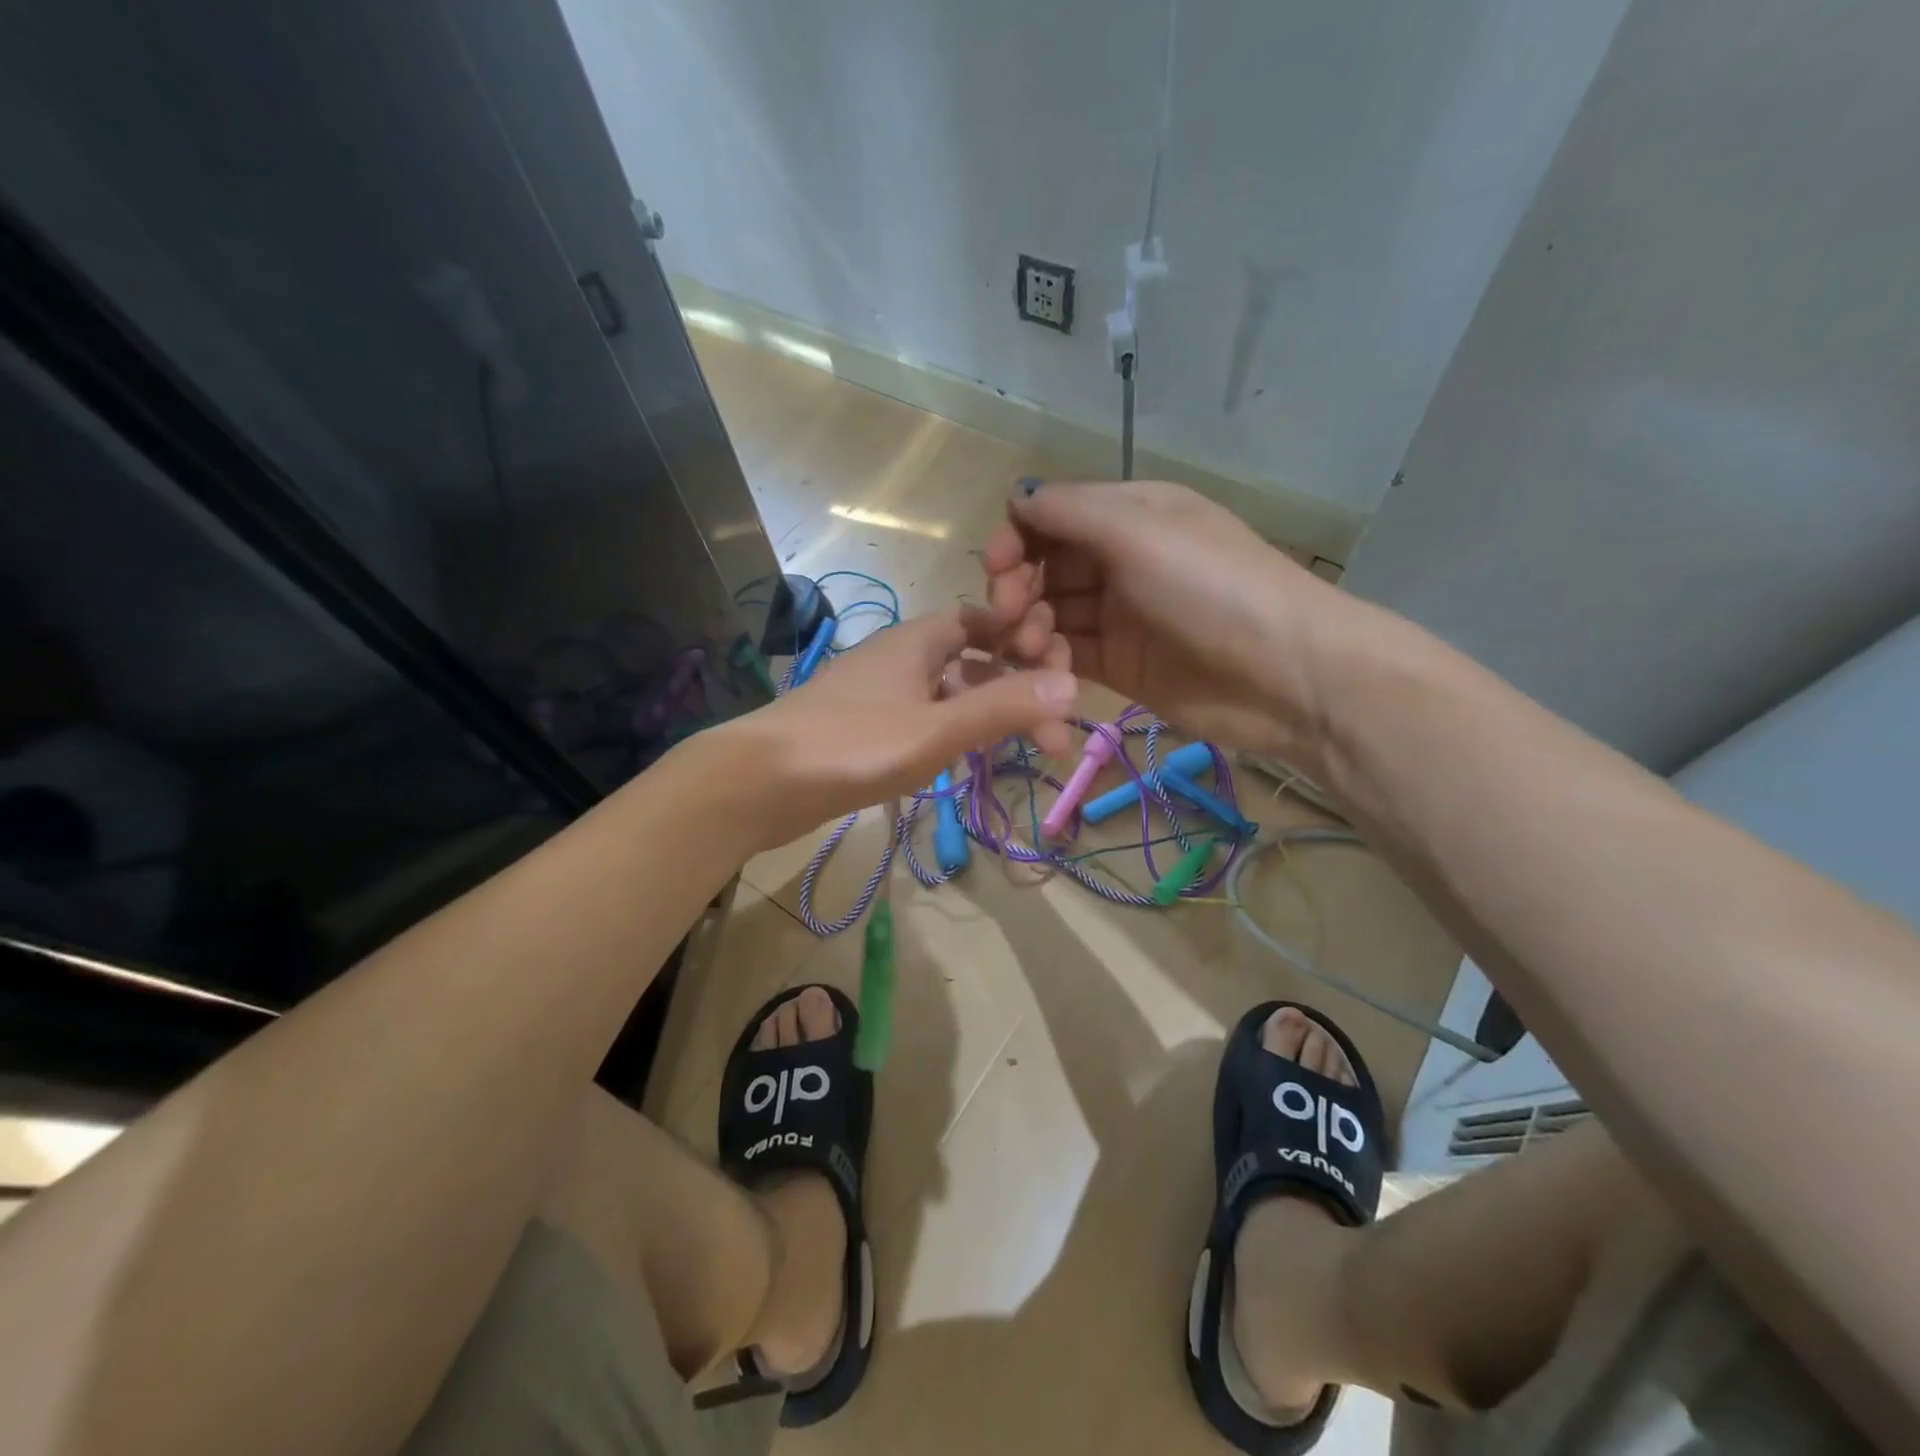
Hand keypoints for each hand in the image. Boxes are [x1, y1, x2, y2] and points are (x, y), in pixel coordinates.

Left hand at [721, 603, 1076, 846]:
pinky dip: (953, 732)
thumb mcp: (936, 730)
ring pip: (948, 693)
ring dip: (987, 715)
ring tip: (1022, 750)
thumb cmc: (853, 745)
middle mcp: (900, 657)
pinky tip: (967, 760)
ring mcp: (879, 693)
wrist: (759, 782)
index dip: (1021, 636)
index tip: (1058, 670)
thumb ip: (1002, 708)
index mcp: (917, 640)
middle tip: (1052, 736)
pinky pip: (924, 718)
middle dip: (1015, 689)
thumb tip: (1073, 686)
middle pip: (971, 661)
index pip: (981, 618)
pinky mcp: (864, 727)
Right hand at [981, 479, 1348, 754]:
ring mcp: (1118, 615)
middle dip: (1017, 589)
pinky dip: (1048, 662)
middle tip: (1007, 617)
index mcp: (1128, 514)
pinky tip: (1047, 674)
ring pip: (1049, 613)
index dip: (1015, 537)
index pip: (1050, 516)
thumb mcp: (1141, 532)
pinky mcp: (1118, 664)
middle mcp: (1118, 559)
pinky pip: (1066, 655)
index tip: (996, 567)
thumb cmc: (1212, 588)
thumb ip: (1071, 511)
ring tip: (1033, 650)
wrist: (1284, 674)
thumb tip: (1017, 496)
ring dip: (1029, 629)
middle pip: (1043, 567)